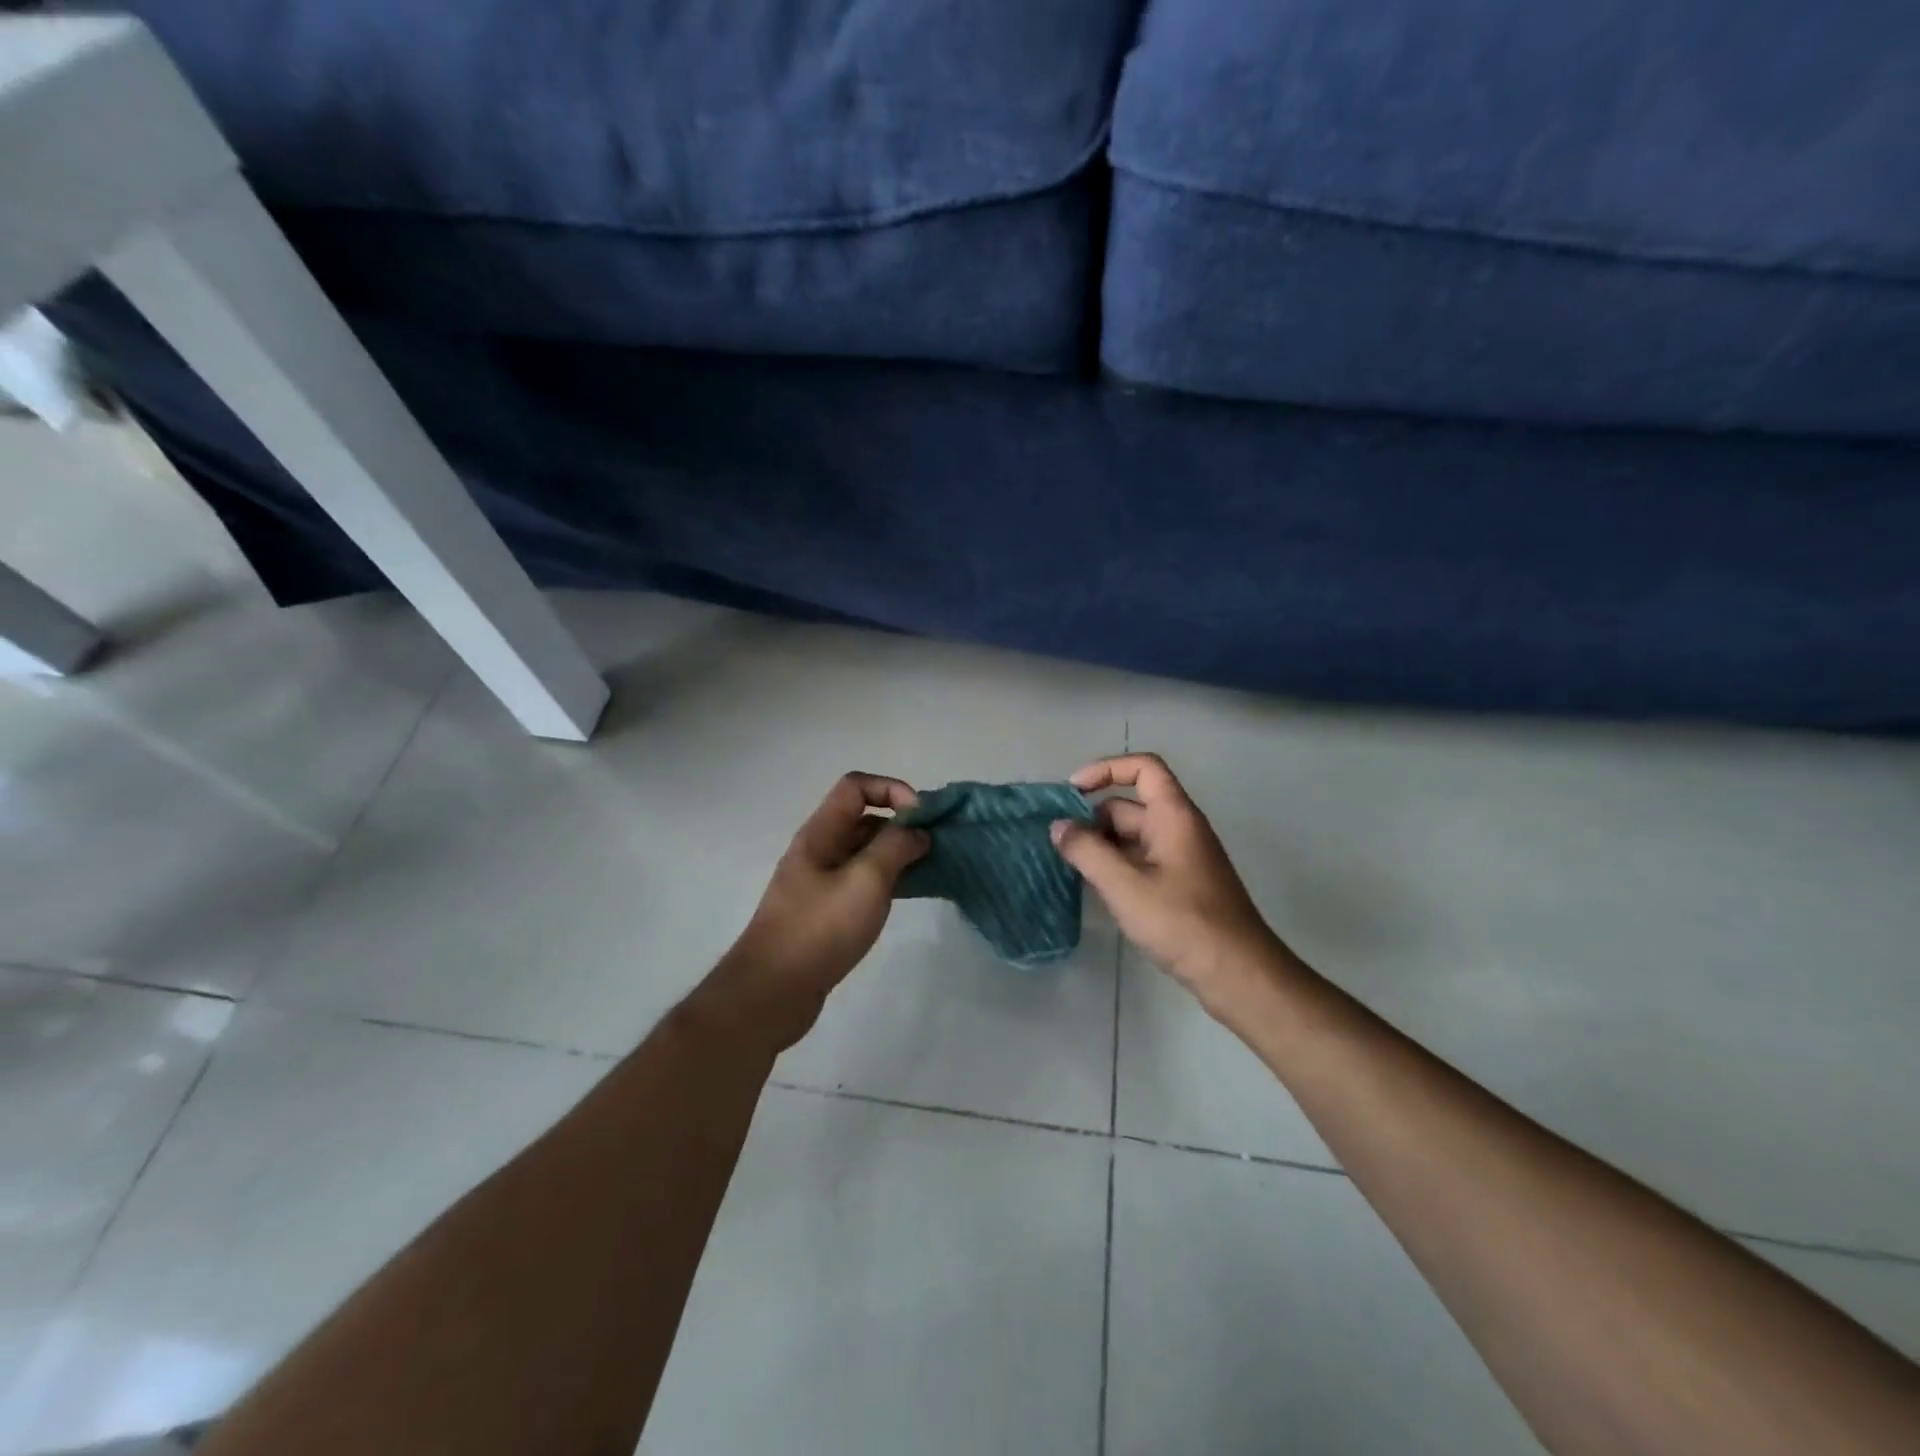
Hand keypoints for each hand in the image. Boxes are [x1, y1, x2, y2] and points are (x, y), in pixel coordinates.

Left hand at [704, 773, 928, 1051]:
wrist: (772, 992)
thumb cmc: (819, 929)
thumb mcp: (865, 881)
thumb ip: (895, 848)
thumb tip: (916, 831)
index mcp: (821, 833)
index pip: (856, 786)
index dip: (892, 789)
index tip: (921, 817)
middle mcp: (819, 849)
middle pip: (863, 818)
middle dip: (901, 824)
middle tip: (935, 846)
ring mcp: (820, 881)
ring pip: (864, 852)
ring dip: (897, 853)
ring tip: (930, 869)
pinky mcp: (825, 910)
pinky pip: (862, 881)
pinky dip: (888, 880)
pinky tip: (909, 894)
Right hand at [1051, 753, 1286, 1003]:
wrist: (1238, 973)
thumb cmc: (1182, 922)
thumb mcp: (1125, 885)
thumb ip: (1087, 852)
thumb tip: (1058, 827)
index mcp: (1174, 815)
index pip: (1143, 768)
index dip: (1106, 769)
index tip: (1072, 791)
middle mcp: (1180, 828)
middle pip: (1131, 805)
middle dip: (1093, 819)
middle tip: (1059, 845)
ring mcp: (1182, 858)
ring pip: (1133, 837)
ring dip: (1102, 846)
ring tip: (1069, 867)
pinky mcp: (1181, 885)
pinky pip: (1142, 861)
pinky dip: (1116, 866)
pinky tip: (1095, 889)